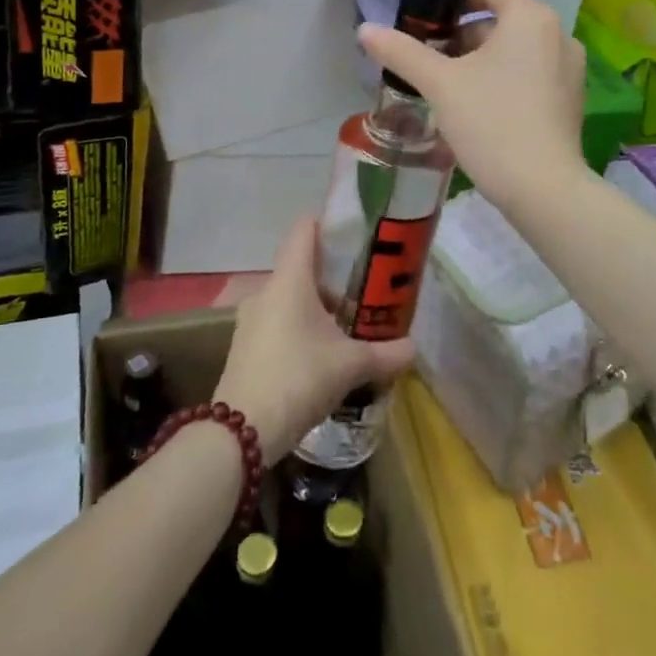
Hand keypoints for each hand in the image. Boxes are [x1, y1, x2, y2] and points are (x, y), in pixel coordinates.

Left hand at [213, 216, 412, 465]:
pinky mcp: (244, 346)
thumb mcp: (350, 366)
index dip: (327, 223)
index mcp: (289, 280)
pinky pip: (276, 322)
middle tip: (361, 288)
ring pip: (287, 298)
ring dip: (314, 306)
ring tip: (345, 324)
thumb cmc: (299, 378)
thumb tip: (413, 348)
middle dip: (330, 276)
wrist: (242, 431)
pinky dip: (298, 327)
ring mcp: (251, 319)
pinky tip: (319, 353)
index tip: (352, 231)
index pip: (304, 230)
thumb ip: (385, 353)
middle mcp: (266, 291)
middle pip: (299, 267)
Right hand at [358, 0, 587, 210]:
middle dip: (465, 34)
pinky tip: (481, 107)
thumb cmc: (491, 123)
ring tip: (451, 85)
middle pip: (504, 20)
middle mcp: (558, 35)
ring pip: (518, 48)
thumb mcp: (439, 84)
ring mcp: (570, 68)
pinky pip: (533, 72)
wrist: (543, 189)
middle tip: (432, 58)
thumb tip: (365, 29)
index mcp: (530, 18)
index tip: (429, 19)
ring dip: (484, 57)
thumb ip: (402, 52)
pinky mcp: (571, 99)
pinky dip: (506, 76)